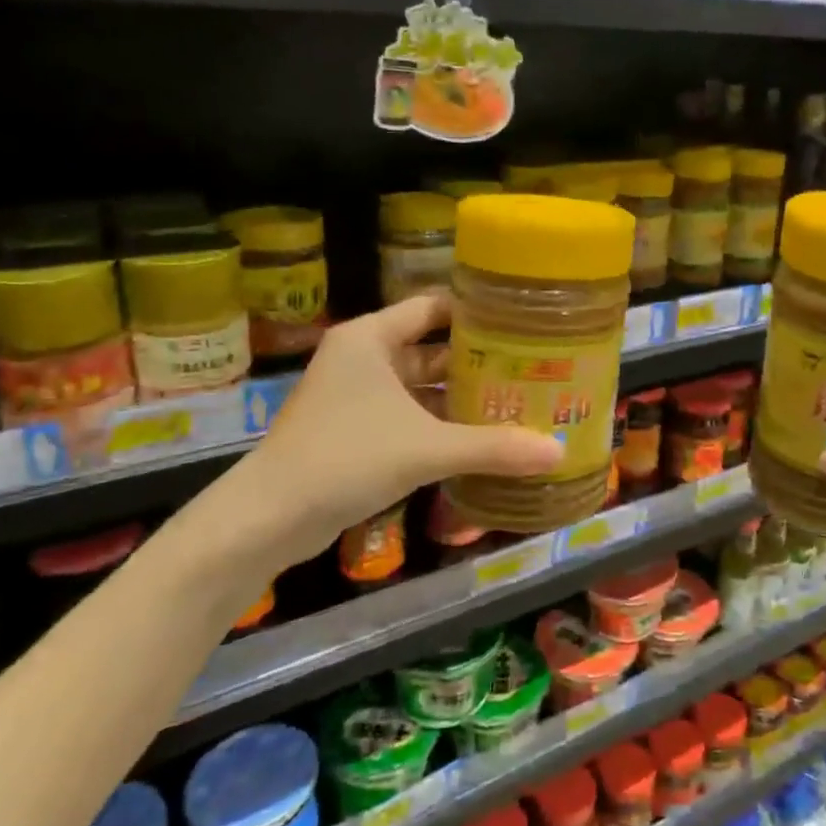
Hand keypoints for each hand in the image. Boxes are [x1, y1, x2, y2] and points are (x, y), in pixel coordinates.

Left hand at [197, 294, 561, 576]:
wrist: (268, 519)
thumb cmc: (346, 459)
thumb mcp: (426, 448)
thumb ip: (493, 447)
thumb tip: (558, 452)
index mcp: (370, 338)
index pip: (434, 307)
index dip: (477, 313)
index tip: (523, 323)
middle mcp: (362, 357)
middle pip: (432, 347)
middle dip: (478, 361)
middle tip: (531, 367)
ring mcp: (356, 394)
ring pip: (421, 386)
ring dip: (460, 397)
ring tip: (516, 402)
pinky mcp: (354, 429)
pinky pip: (408, 415)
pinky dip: (440, 423)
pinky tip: (480, 438)